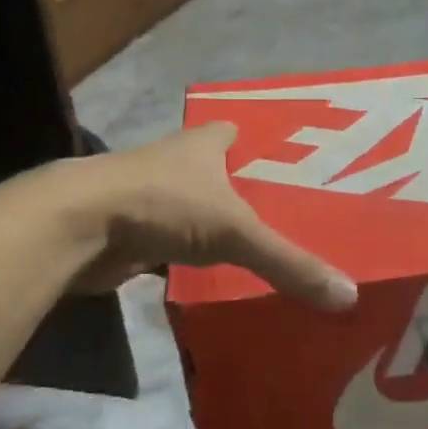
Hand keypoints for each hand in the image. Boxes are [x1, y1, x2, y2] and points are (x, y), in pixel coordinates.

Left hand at [66, 123, 357, 310]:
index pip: (236, 131)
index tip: (291, 165)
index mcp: (202, 145)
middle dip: (245, 190)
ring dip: (215, 226)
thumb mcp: (236, 232)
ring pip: (193, 209)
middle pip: (216, 171)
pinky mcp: (132, 232)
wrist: (78, 226)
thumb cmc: (162, 205)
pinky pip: (172, 244)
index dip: (260, 144)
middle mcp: (175, 163)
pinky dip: (190, 259)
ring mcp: (150, 197)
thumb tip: (348, 297)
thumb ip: (289, 263)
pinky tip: (215, 276)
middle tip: (289, 216)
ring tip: (261, 249)